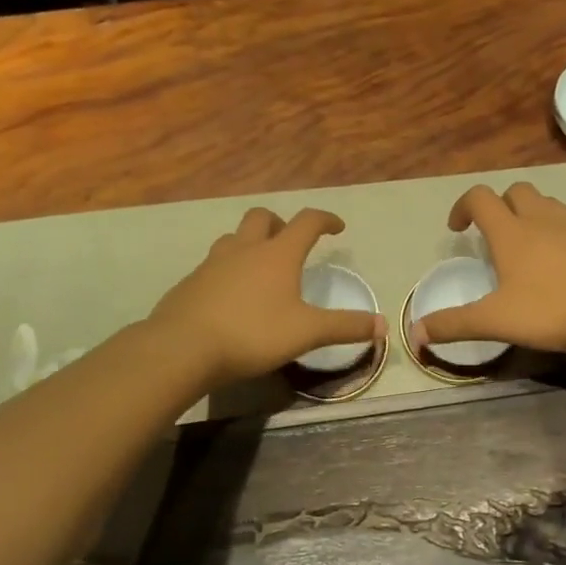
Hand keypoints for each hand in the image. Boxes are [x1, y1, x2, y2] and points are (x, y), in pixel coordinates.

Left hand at [149, 207, 385, 385]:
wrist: (183, 347)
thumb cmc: (252, 334)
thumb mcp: (306, 333)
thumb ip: (345, 327)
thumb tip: (383, 325)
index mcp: (277, 254)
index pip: (307, 221)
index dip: (325, 219)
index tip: (337, 227)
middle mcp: (244, 249)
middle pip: (262, 217)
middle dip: (280, 223)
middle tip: (290, 243)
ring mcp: (212, 263)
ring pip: (233, 238)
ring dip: (249, 243)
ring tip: (259, 267)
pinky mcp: (190, 283)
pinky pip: (213, 265)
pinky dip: (227, 270)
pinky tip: (229, 296)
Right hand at [411, 183, 565, 356]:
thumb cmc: (553, 310)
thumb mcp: (496, 321)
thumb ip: (454, 325)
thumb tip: (415, 334)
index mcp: (511, 232)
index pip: (480, 198)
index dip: (462, 206)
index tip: (456, 230)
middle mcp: (542, 221)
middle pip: (516, 191)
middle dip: (498, 205)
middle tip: (492, 236)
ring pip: (546, 204)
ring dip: (529, 215)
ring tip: (524, 247)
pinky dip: (556, 234)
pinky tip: (558, 266)